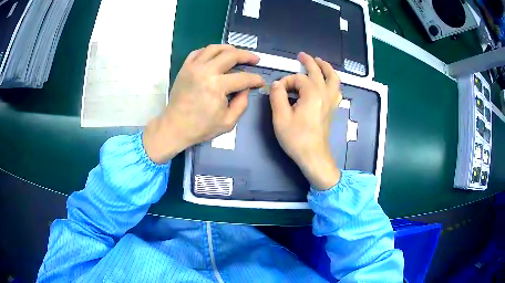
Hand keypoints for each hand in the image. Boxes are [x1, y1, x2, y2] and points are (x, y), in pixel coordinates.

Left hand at [143, 44, 264, 163]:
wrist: (175, 127)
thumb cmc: (201, 127)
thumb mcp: (228, 122)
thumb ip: (242, 103)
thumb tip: (246, 88)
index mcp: (217, 86)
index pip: (243, 77)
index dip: (255, 79)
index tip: (260, 82)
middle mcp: (206, 71)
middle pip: (231, 55)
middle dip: (247, 56)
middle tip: (255, 59)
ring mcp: (193, 67)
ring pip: (215, 48)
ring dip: (229, 49)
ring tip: (237, 54)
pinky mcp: (185, 67)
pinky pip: (199, 51)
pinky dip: (210, 51)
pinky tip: (216, 56)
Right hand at [270, 52, 341, 189]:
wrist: (313, 156)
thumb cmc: (296, 138)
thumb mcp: (280, 117)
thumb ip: (277, 96)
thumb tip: (277, 84)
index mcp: (312, 94)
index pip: (298, 79)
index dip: (286, 81)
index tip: (278, 91)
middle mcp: (324, 94)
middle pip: (319, 72)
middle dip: (309, 62)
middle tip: (302, 55)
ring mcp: (331, 102)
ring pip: (333, 79)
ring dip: (326, 68)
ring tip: (320, 62)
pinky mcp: (332, 109)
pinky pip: (337, 90)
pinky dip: (333, 82)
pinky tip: (329, 82)